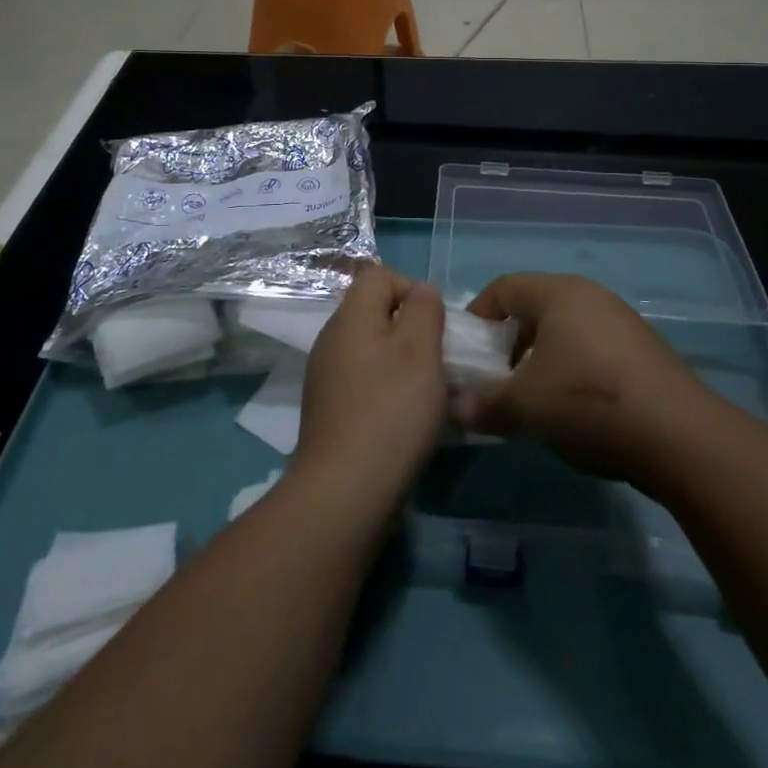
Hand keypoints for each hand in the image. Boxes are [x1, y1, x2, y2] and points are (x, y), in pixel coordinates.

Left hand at [293, 265, 447, 522]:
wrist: (345, 492)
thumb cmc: (390, 411)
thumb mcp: (420, 350)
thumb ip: (424, 310)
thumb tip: (422, 292)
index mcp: (350, 318)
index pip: (379, 275)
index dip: (412, 288)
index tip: (437, 323)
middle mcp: (332, 340)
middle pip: (376, 313)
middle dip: (413, 329)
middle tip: (440, 359)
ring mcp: (327, 377)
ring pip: (373, 350)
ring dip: (405, 363)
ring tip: (431, 392)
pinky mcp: (331, 411)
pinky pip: (366, 383)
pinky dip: (389, 391)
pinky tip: (409, 420)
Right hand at [452, 272, 706, 485]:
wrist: (679, 435)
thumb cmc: (588, 401)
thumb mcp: (526, 406)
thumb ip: (486, 403)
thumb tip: (456, 408)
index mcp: (558, 293)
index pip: (504, 288)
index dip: (478, 315)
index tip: (466, 350)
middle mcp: (590, 296)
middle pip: (535, 307)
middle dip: (509, 341)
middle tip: (498, 377)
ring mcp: (621, 321)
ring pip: (565, 329)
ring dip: (541, 358)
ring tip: (535, 397)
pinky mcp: (644, 349)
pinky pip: (593, 347)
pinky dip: (573, 368)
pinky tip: (576, 407)